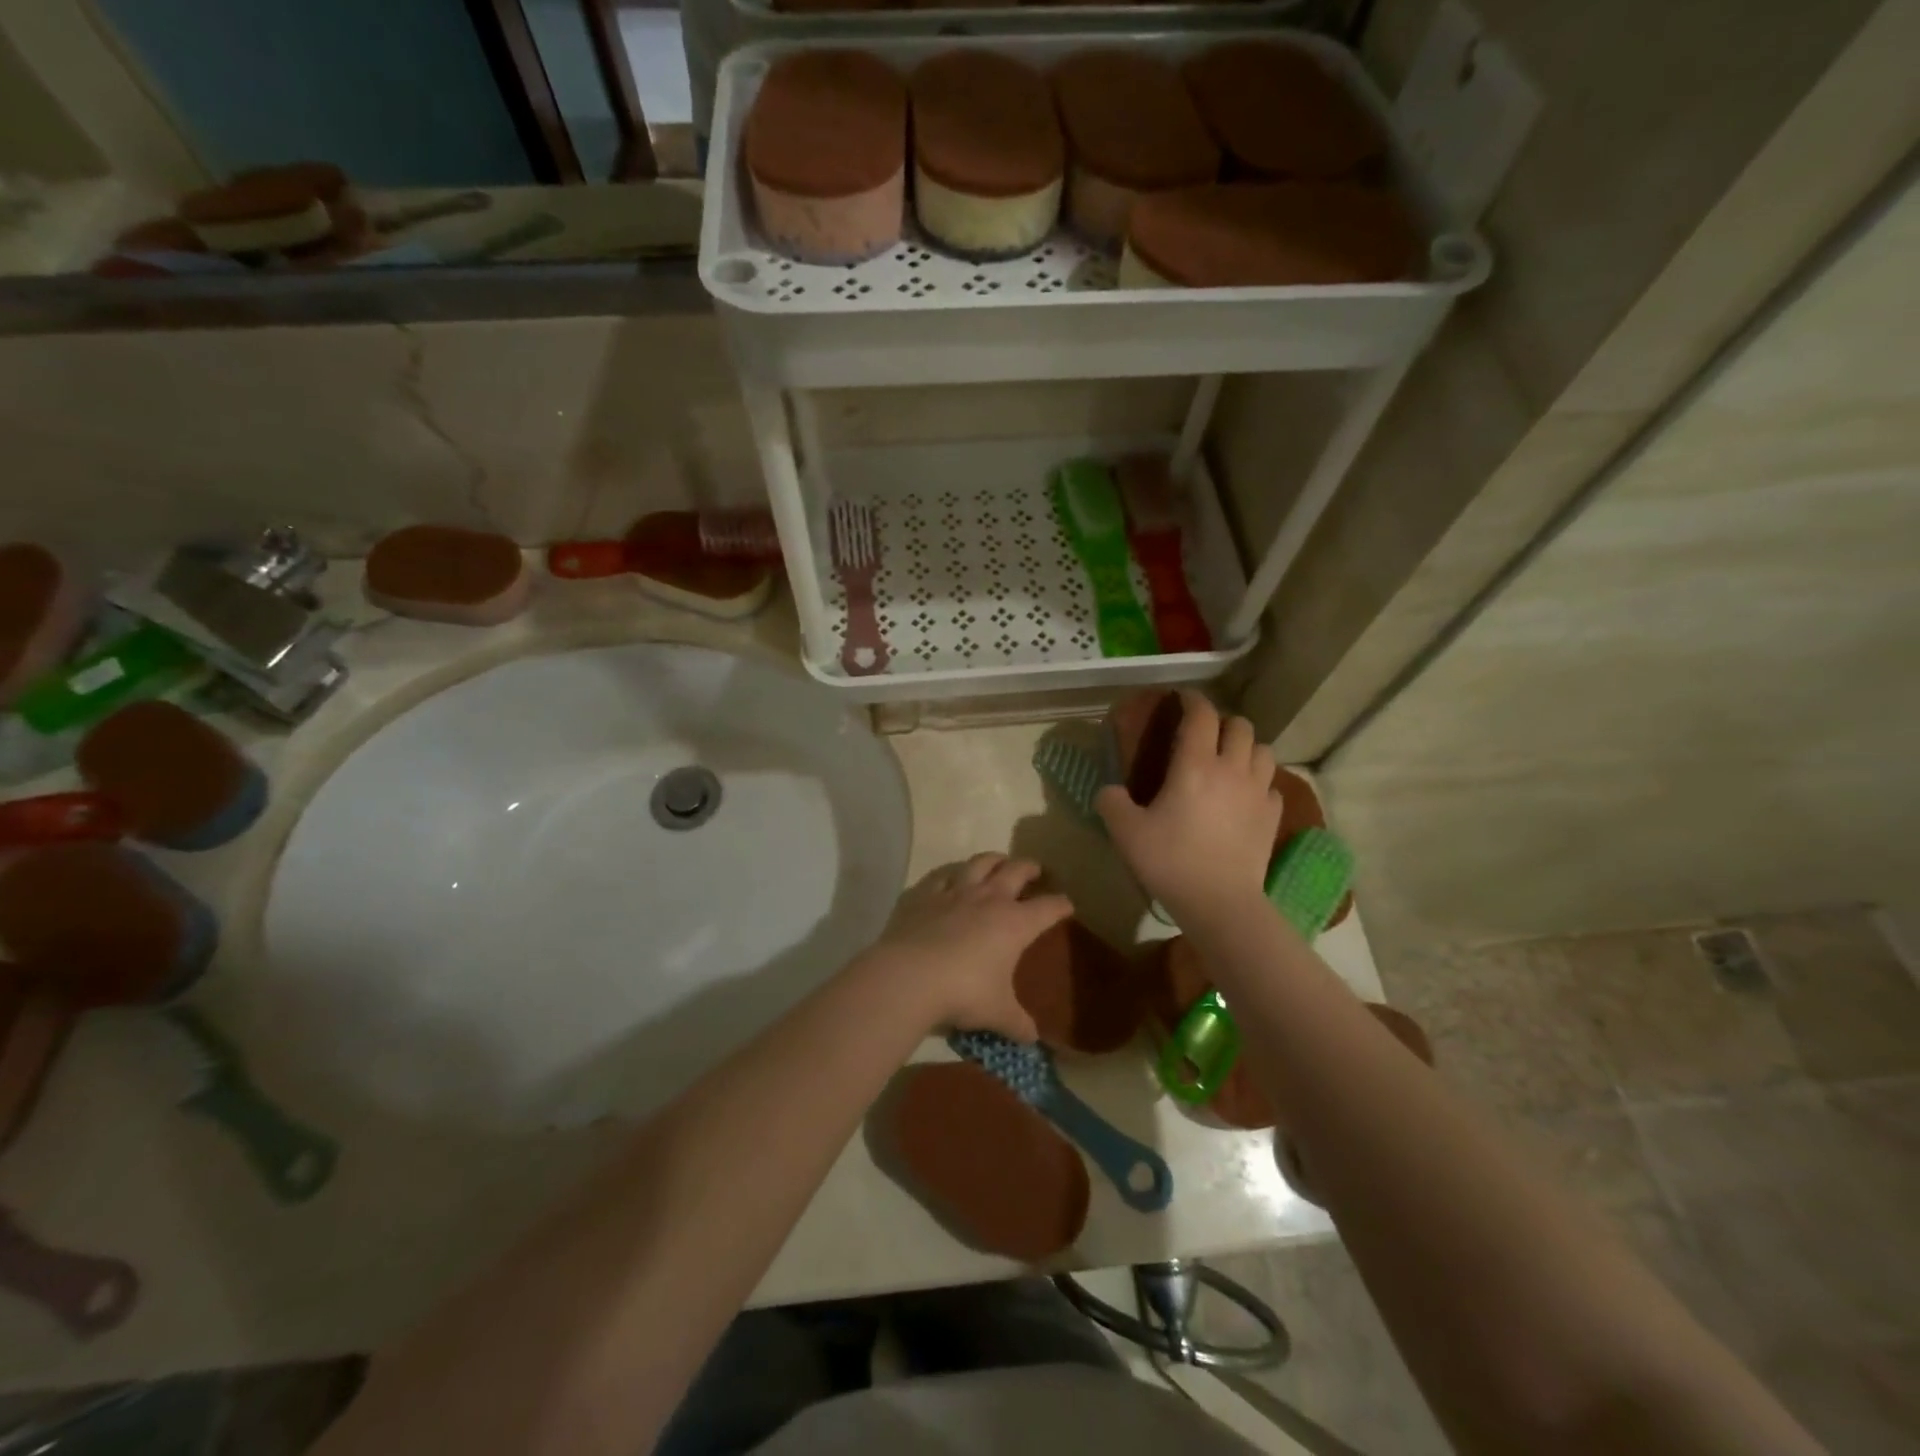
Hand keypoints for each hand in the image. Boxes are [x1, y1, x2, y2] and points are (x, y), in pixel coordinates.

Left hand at [867, 854, 1071, 1040]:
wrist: (909, 976)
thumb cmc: (963, 993)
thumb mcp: (997, 1014)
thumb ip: (1017, 1024)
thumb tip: (1032, 1039)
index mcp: (1015, 923)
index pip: (1048, 907)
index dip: (1061, 905)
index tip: (1067, 905)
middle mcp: (988, 898)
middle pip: (1016, 871)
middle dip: (1029, 868)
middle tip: (1035, 870)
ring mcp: (954, 891)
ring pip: (979, 863)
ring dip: (993, 859)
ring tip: (998, 861)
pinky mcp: (924, 893)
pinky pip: (941, 874)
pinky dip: (950, 873)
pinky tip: (950, 876)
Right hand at [1096, 691, 1282, 928]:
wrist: (1220, 903)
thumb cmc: (1170, 861)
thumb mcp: (1125, 832)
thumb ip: (1111, 802)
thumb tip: (1109, 791)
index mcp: (1195, 765)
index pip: (1202, 715)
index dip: (1192, 699)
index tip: (1182, 698)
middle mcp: (1232, 769)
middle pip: (1241, 726)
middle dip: (1223, 722)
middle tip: (1205, 734)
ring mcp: (1258, 792)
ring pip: (1263, 751)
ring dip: (1246, 747)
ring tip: (1230, 760)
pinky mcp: (1272, 817)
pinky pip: (1271, 785)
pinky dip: (1259, 781)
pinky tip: (1245, 795)